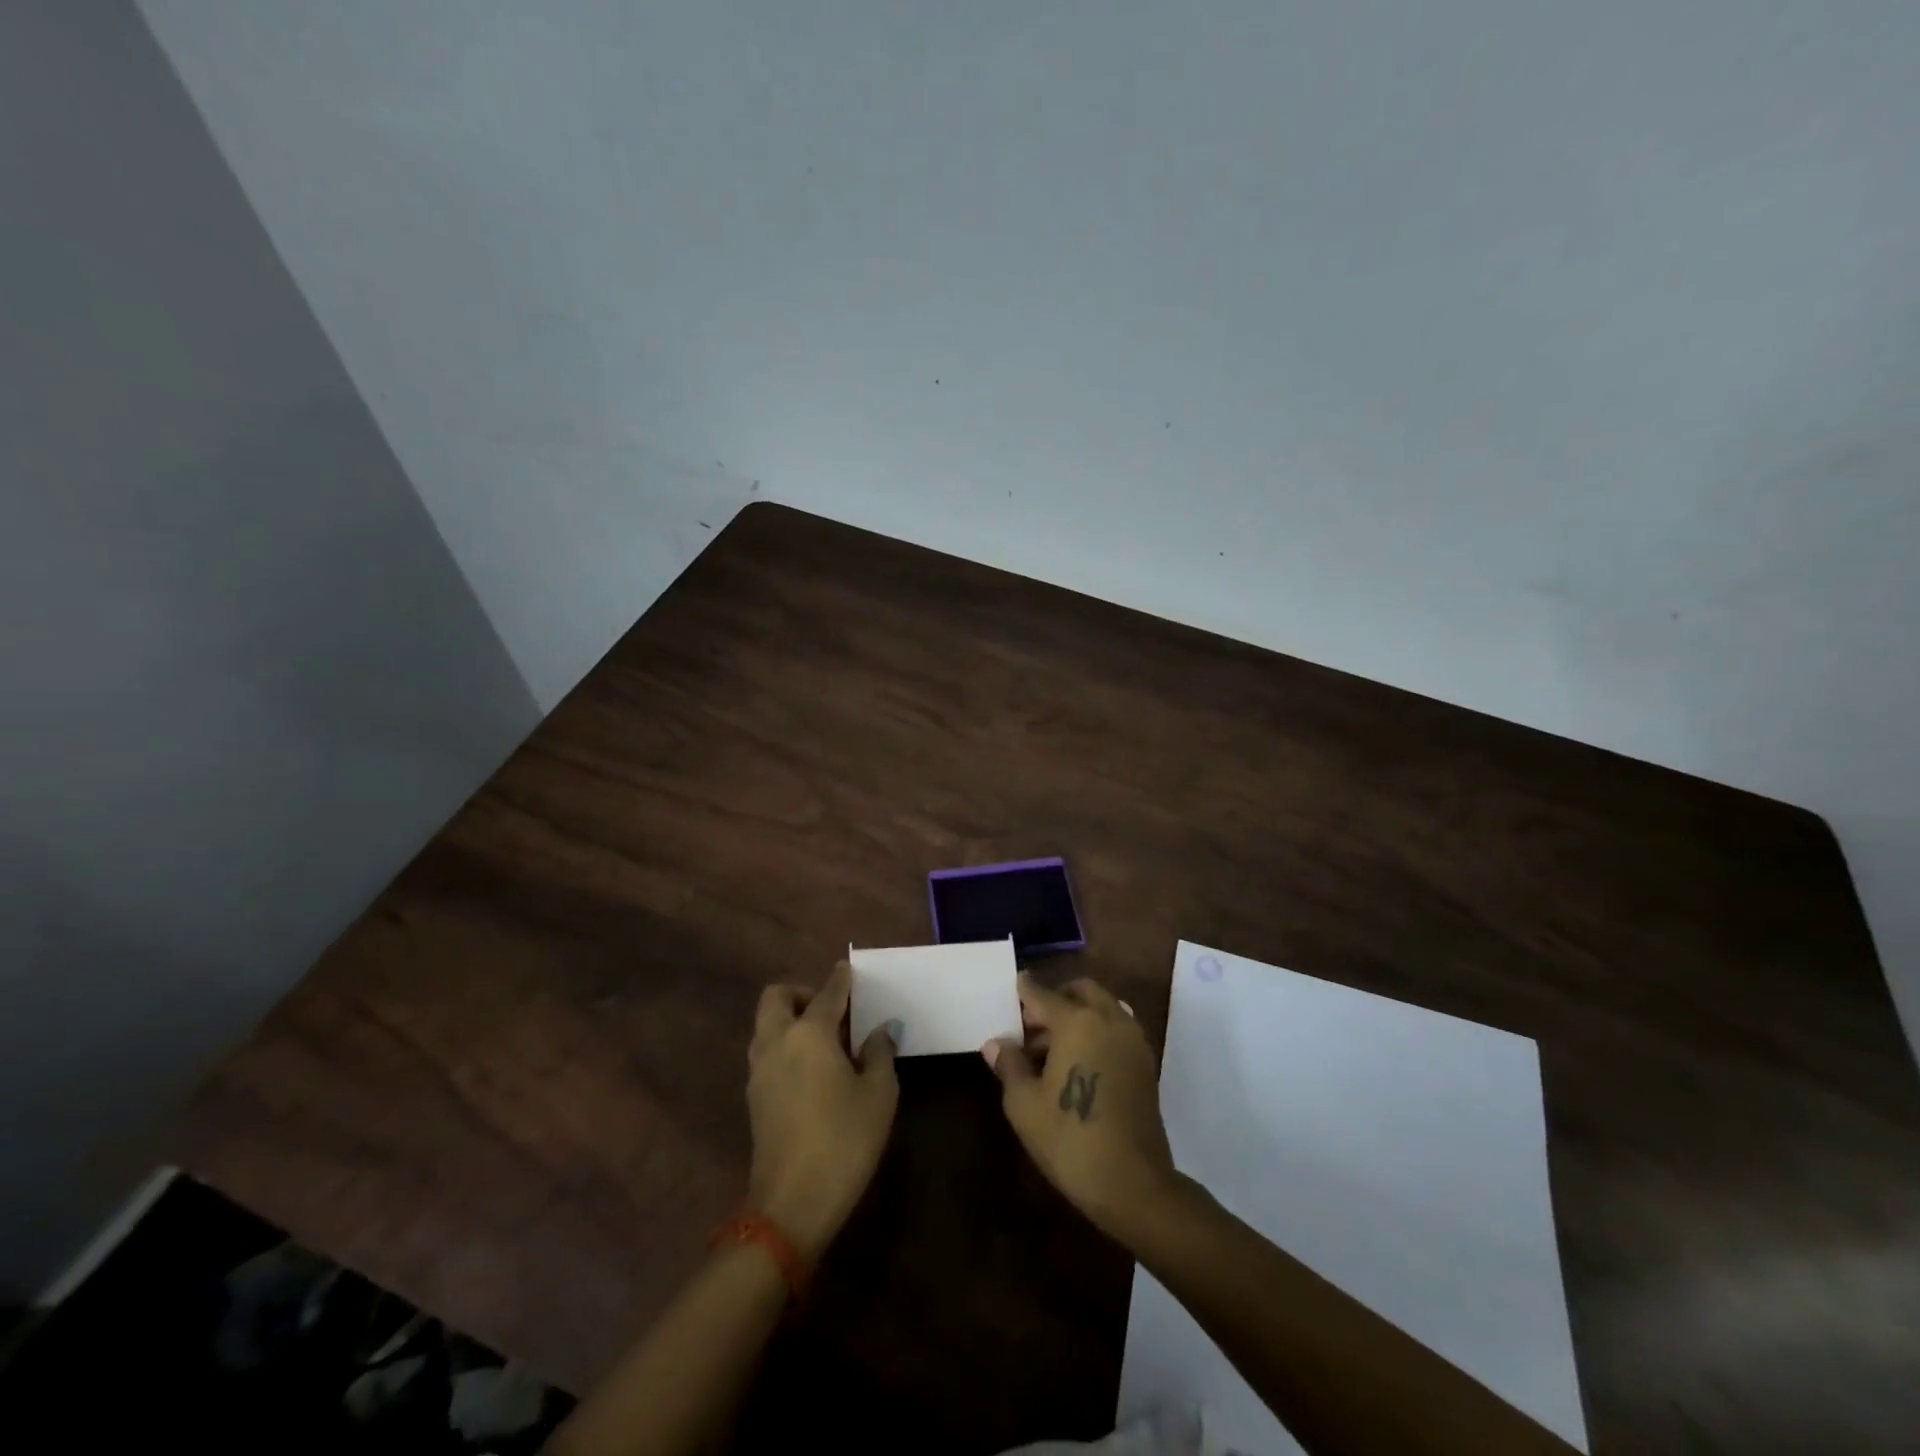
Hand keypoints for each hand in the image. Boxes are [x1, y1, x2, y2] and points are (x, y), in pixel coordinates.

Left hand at [746, 962, 897, 1261]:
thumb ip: (880, 1053)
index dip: (841, 979)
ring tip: (826, 1040)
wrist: (792, 1204)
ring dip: (790, 1019)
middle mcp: (777, 1041)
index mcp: (809, 1033)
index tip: (849, 969)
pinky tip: (813, 1069)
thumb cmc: (844, 1140)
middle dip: (802, 993)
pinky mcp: (754, 1097)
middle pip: (777, 997)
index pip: (827, 993)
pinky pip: (767, 1050)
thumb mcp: (878, 1094)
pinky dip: (785, 1045)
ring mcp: (759, 1070)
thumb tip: (880, 1031)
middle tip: (832, 1010)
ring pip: (767, 1024)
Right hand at [984, 974, 1176, 1240]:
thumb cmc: (1070, 1140)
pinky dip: (1097, 1030)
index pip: (1042, 994)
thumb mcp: (1024, 1105)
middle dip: (1055, 998)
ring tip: (1053, 1049)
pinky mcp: (1145, 1063)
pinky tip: (1078, 1063)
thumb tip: (995, 1044)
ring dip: (1078, 1014)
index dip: (1023, 991)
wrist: (1133, 1184)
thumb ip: (1009, 1065)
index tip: (1012, 987)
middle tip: (1031, 1025)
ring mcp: (1132, 1040)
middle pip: (1080, 990)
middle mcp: (1109, 1019)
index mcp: (1077, 1022)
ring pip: (1103, 1007)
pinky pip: (1117, 1028)